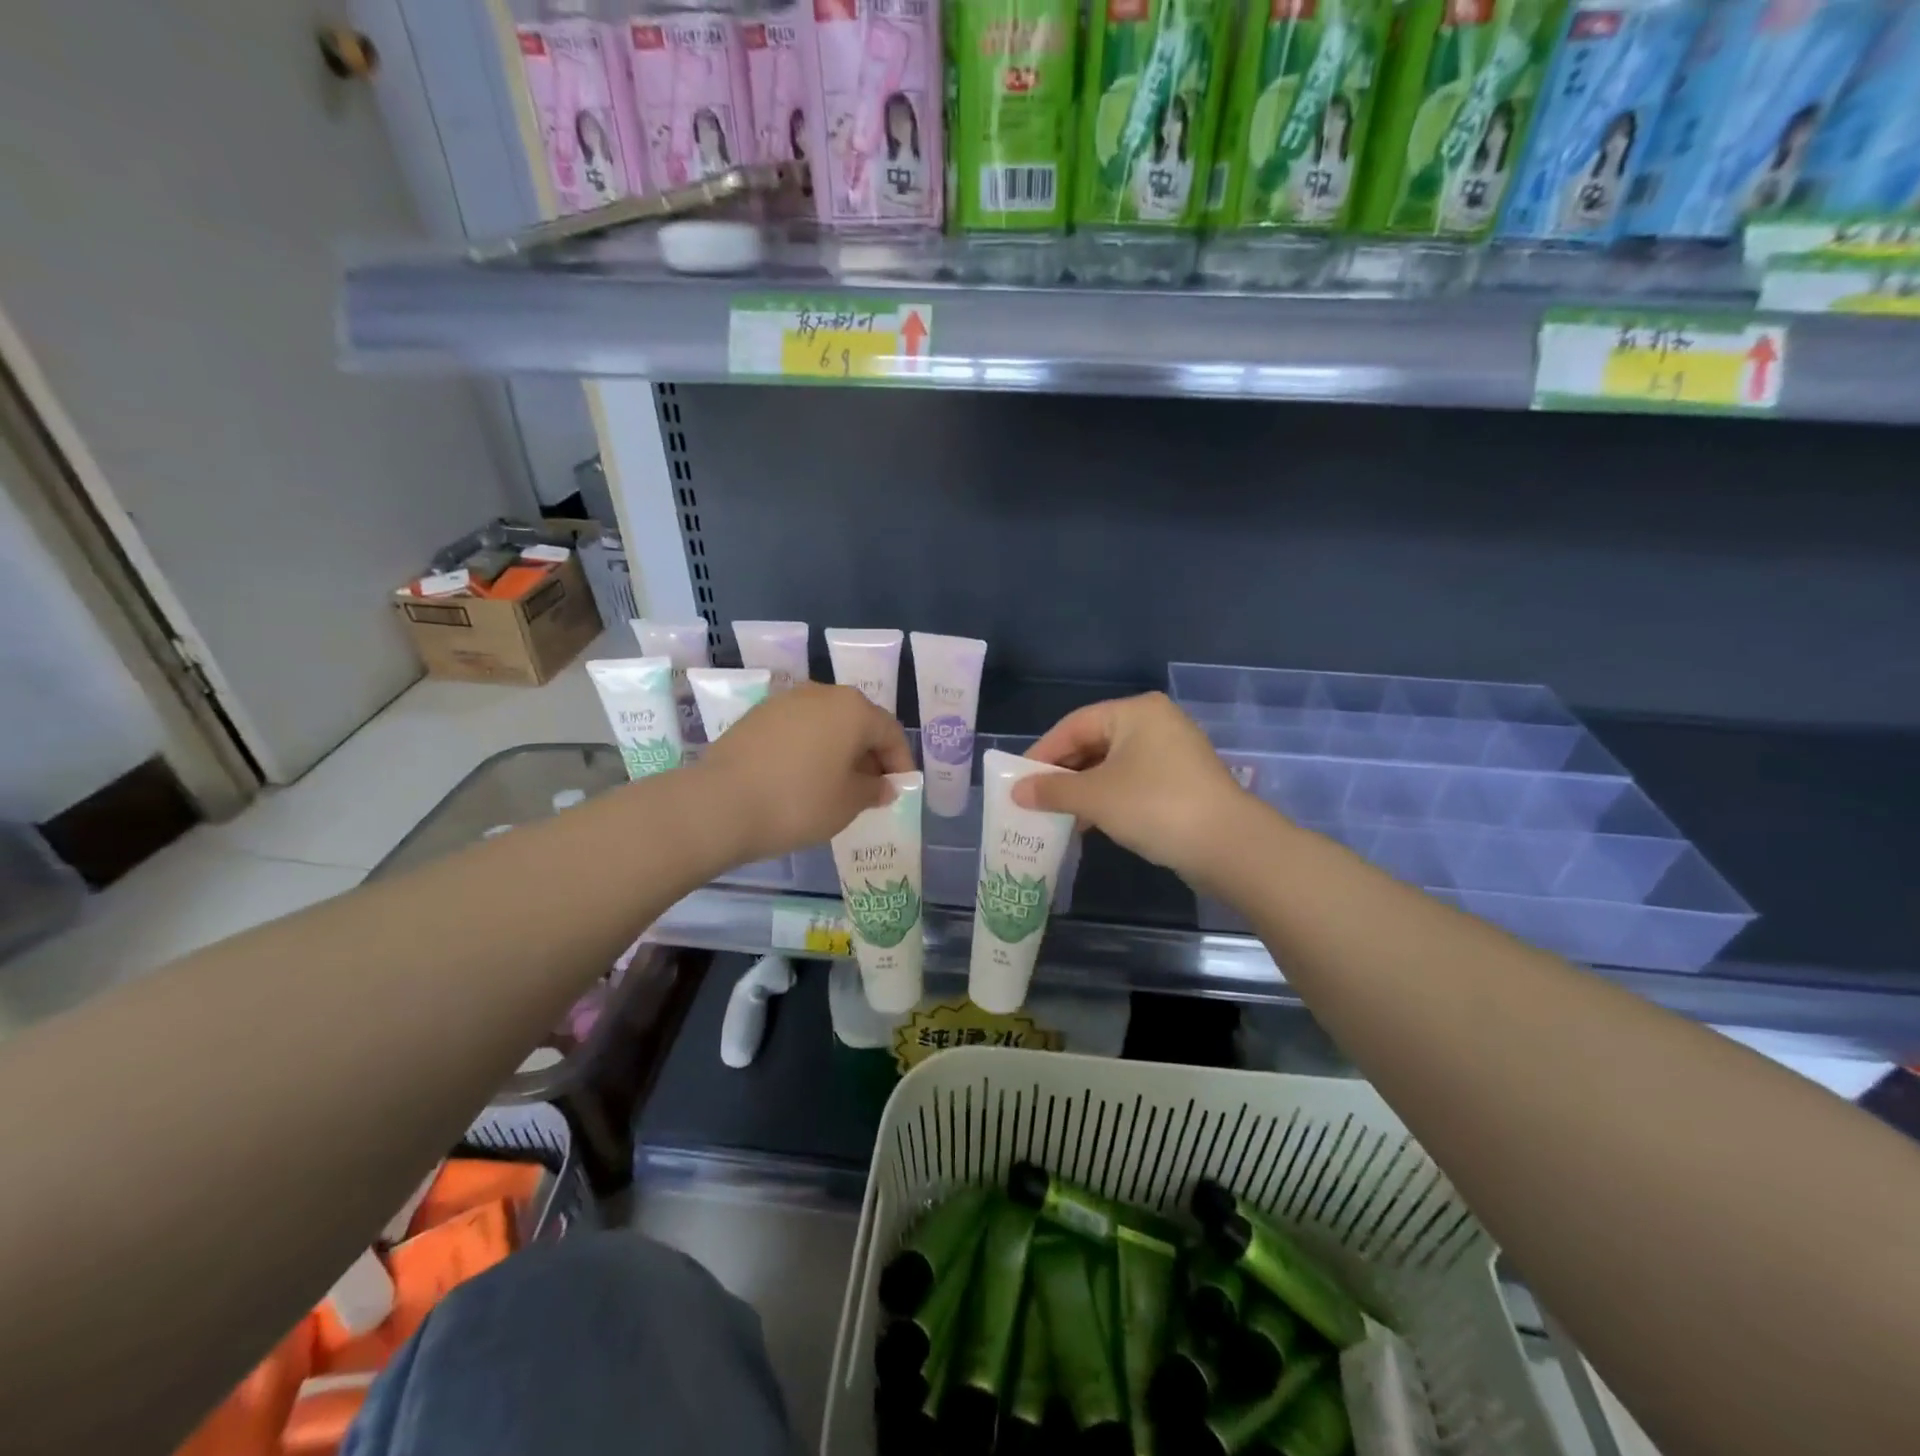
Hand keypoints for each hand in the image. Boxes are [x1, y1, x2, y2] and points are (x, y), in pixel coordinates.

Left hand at [692, 682, 914, 864]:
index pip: (890, 732)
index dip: (901, 762)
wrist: (719, 804)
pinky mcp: (757, 715)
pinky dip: (810, 749)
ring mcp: (785, 701)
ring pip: (826, 724)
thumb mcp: (848, 803)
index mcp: (853, 709)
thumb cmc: (798, 802)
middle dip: (869, 755)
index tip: (900, 789)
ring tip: (837, 785)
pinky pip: (798, 730)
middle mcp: (822, 693)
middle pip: (858, 722)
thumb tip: (884, 785)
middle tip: (871, 789)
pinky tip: (803, 778)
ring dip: (839, 750)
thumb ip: (874, 790)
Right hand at [1012, 693, 1260, 891]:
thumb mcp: (1095, 797)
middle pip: (1094, 743)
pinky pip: (1132, 782)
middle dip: (1062, 773)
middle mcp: (1155, 723)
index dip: (1042, 752)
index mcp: (1135, 712)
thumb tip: (1017, 792)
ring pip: (1112, 765)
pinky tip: (1088, 823)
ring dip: (1083, 789)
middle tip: (1033, 797)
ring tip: (1055, 813)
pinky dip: (1107, 798)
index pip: (1074, 725)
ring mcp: (1173, 752)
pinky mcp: (1182, 781)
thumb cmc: (1154, 806)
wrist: (1229, 846)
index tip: (1017, 779)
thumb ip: (1052, 790)